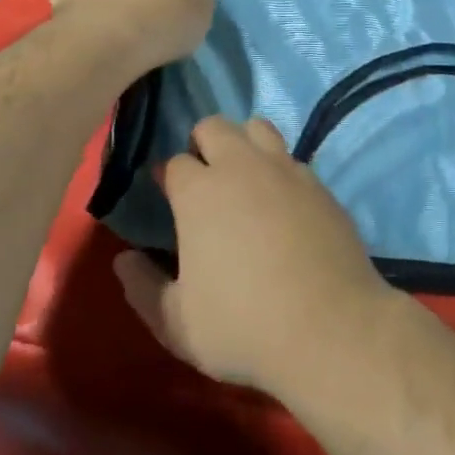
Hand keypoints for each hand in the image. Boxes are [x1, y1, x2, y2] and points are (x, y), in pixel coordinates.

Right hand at [114, 116, 395, 397]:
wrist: (330, 328)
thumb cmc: (242, 326)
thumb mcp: (177, 322)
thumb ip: (143, 288)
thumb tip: (123, 260)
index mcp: (199, 192)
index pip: (175, 162)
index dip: (168, 177)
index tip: (168, 195)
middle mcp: (242, 167)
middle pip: (214, 126)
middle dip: (201, 143)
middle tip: (204, 181)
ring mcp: (286, 170)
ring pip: (258, 127)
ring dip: (244, 143)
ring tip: (244, 179)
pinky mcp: (320, 184)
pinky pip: (292, 158)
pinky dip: (279, 169)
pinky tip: (283, 202)